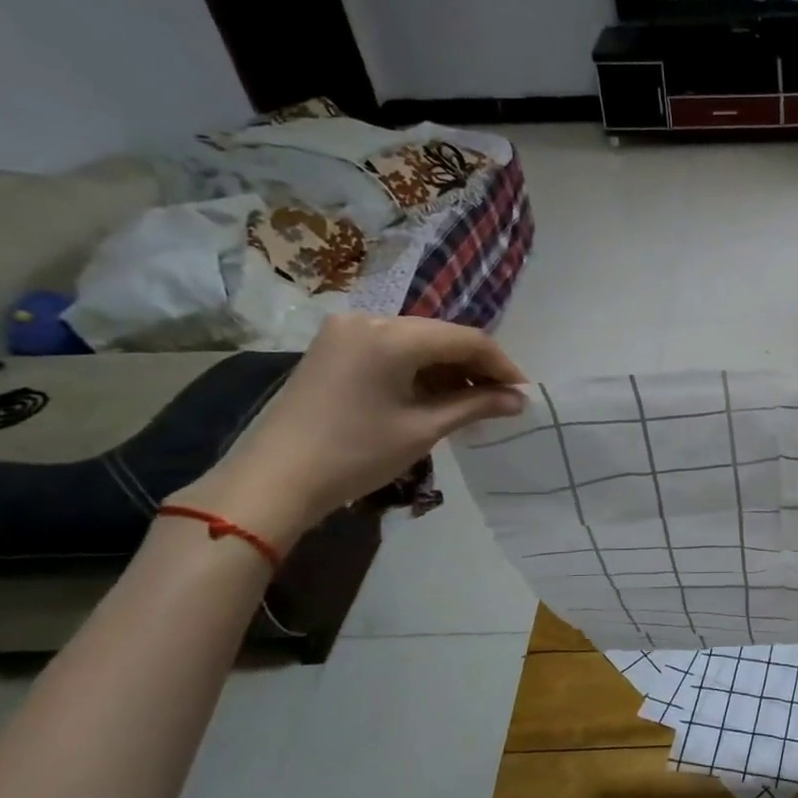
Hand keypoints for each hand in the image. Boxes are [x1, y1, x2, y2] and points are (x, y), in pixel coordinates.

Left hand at [170, 314, 527, 549]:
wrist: (274, 478)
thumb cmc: (356, 453)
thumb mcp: (423, 428)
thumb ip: (476, 405)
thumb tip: (519, 400)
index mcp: (392, 335)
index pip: (466, 338)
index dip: (501, 364)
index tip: (523, 393)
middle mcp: (369, 319)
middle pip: (441, 335)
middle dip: (475, 366)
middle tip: (501, 399)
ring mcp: (346, 331)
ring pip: (417, 341)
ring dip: (448, 368)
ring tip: (472, 402)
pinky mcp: (333, 347)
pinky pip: (391, 349)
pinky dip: (419, 369)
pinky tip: (434, 396)